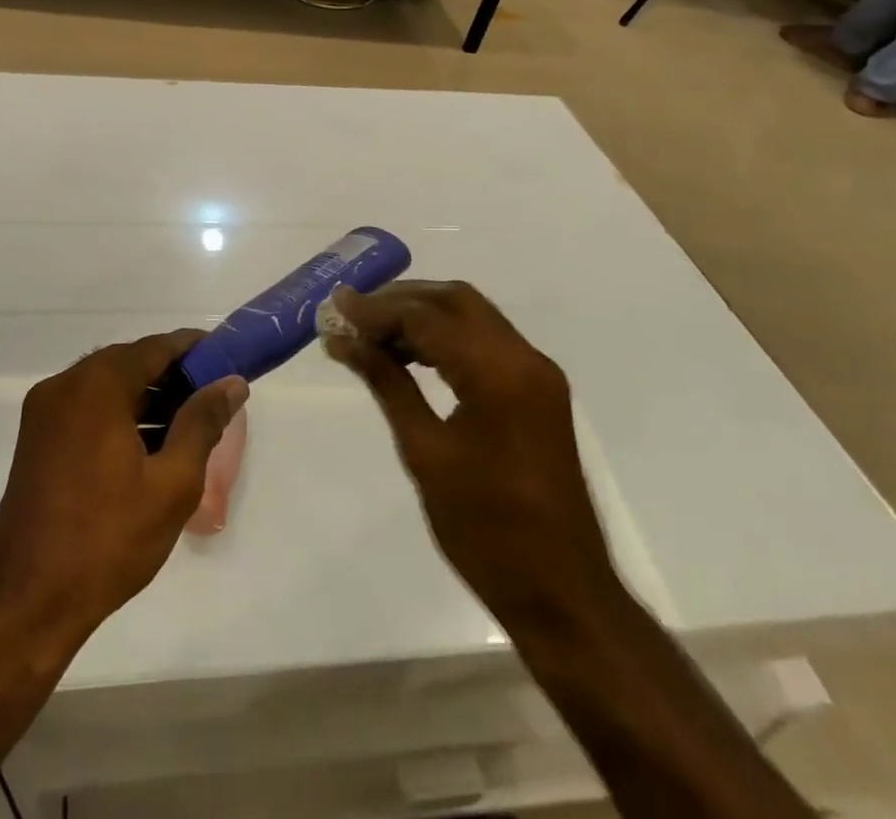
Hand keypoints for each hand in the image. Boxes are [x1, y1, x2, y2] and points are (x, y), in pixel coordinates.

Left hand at [0, 332, 247, 647]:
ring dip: (148, 397)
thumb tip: (232, 383)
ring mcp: (45, 413)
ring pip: (109, 386)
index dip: (196, 349)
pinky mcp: (36, 440)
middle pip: (131, 363)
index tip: (229, 360)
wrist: (25, 607)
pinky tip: (151, 444)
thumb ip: (204, 422)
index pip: (156, 347)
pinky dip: (121, 415)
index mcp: (96, 386)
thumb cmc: (106, 541)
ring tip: (190, 425)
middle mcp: (65, 385)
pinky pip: (88, 408)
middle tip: (214, 398)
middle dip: (174, 376)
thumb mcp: (172, 483)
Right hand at [324, 282, 621, 634]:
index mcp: (499, 372)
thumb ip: (386, 384)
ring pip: (472, 318)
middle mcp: (525, 358)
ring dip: (424, 317)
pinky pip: (487, 343)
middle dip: (401, 300)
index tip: (333, 308)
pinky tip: (412, 357)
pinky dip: (448, 339)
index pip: (427, 317)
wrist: (563, 595)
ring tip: (373, 335)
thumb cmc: (486, 531)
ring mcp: (537, 373)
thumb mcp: (425, 453)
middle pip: (455, 301)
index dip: (375, 310)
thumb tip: (344, 341)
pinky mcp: (539, 392)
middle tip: (354, 314)